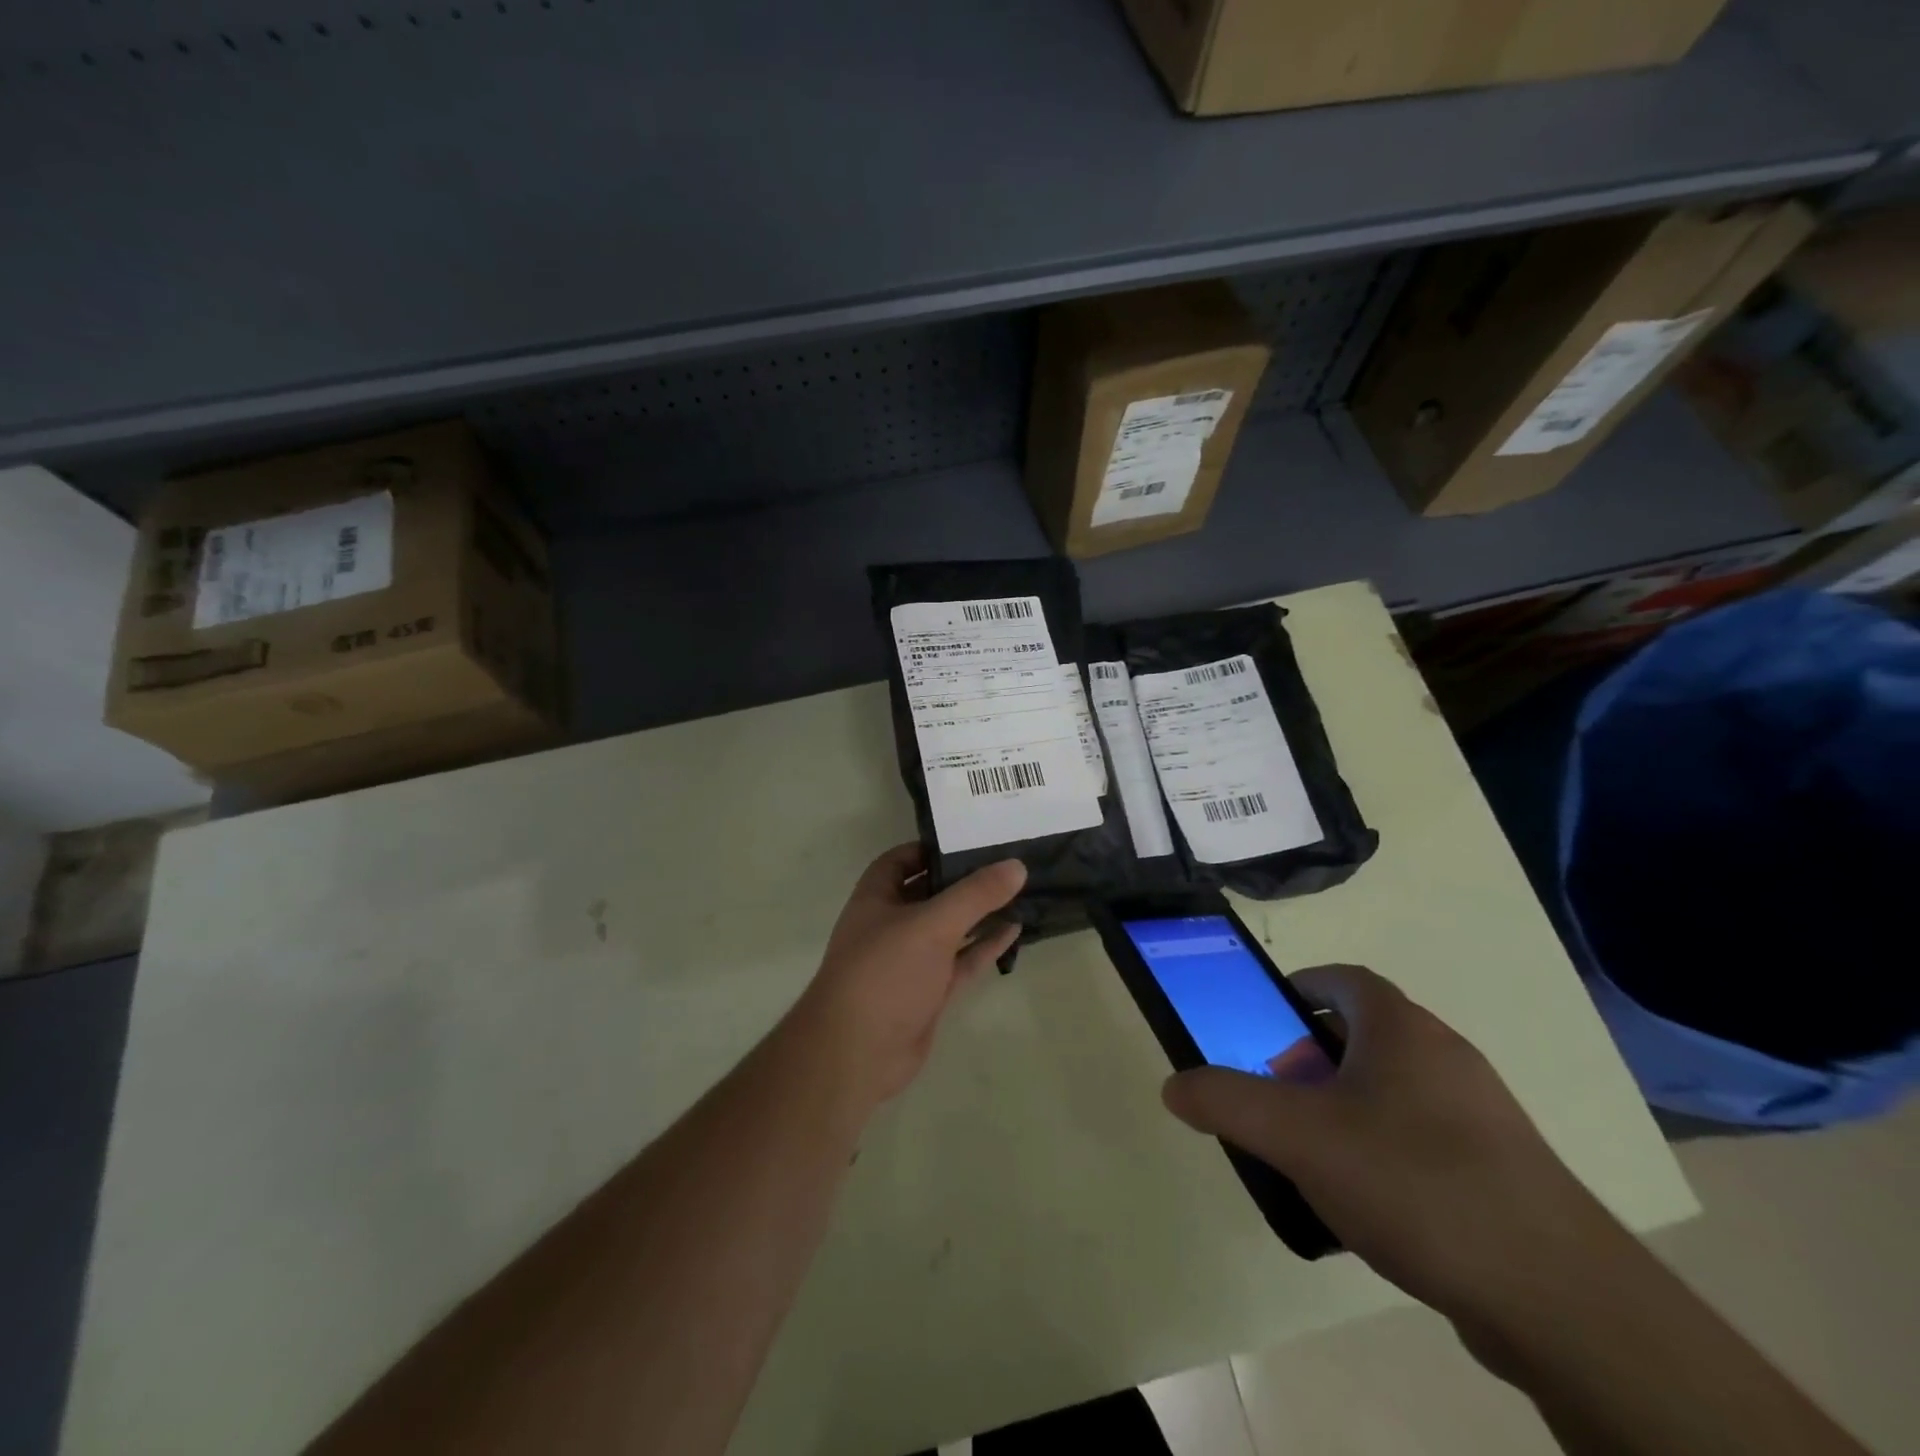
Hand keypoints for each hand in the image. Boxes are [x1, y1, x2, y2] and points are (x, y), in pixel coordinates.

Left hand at [791, 844, 1024, 1110]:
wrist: (858, 1052)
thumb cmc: (885, 972)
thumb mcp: (932, 924)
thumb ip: (975, 894)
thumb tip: (1017, 865)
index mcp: (876, 898)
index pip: (900, 860)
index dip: (930, 849)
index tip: (968, 839)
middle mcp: (891, 924)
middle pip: (930, 893)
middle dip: (963, 880)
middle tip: (1005, 861)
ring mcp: (911, 961)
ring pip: (949, 928)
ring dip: (979, 913)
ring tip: (1018, 892)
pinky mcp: (929, 992)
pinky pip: (961, 961)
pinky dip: (984, 946)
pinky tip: (1014, 929)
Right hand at [1162, 964, 1624, 1325]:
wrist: (1559, 1299)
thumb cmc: (1414, 1182)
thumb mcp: (1297, 1136)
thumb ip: (1226, 1101)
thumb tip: (1174, 1085)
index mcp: (1401, 1028)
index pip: (1342, 979)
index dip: (1298, 989)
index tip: (1263, 1020)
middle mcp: (1445, 1055)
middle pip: (1363, 1034)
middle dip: (1310, 1057)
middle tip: (1276, 1096)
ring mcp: (1482, 1114)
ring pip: (1393, 1089)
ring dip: (1345, 1107)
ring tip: (1312, 1155)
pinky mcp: (1503, 1171)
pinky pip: (1423, 1138)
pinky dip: (1384, 1150)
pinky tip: (1368, 1206)